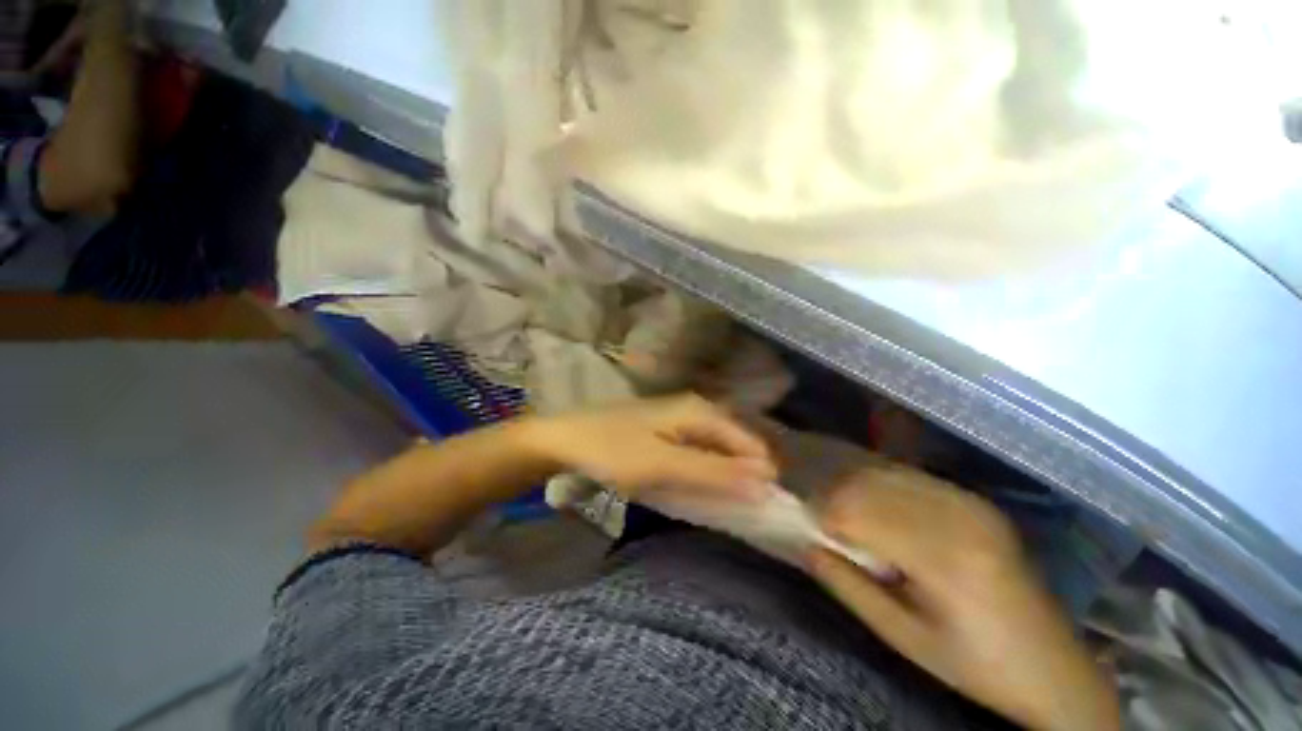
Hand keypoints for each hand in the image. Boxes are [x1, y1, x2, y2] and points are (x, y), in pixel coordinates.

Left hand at [528, 394, 777, 501]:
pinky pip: (698, 452)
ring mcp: (680, 419)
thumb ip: (714, 472)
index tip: (762, 511)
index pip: (751, 444)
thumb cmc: (613, 451)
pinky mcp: (666, 432)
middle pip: (736, 445)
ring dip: (724, 476)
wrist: (565, 441)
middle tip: (741, 511)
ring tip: (722, 504)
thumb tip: (766, 482)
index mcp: (701, 411)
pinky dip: (704, 472)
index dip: (761, 476)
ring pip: (717, 449)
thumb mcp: (664, 465)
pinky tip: (697, 488)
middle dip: (744, 476)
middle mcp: (696, 410)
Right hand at [809, 466, 1118, 730]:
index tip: (788, 498)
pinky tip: (856, 485)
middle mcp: (955, 515)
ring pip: (884, 470)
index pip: (856, 509)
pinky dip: (872, 476)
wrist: (1053, 666)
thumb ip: (849, 587)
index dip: (816, 501)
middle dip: (825, 481)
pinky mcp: (971, 499)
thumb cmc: (974, 664)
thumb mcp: (904, 638)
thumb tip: (807, 543)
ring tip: (818, 481)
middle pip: (868, 481)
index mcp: (942, 556)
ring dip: (845, 474)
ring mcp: (967, 501)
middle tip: (796, 485)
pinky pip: (907, 474)